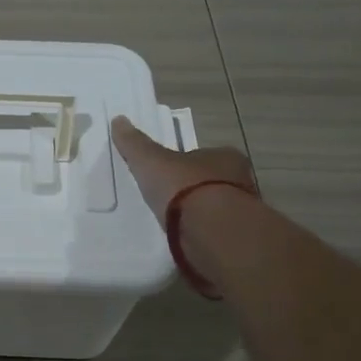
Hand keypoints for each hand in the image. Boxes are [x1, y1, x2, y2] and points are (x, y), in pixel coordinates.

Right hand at [110, 115, 258, 228]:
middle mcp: (241, 181)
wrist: (211, 231)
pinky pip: (215, 233)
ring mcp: (242, 212)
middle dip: (193, 190)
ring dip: (199, 215)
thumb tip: (119, 120)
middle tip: (168, 200)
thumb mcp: (151, 161)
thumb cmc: (184, 187)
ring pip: (217, 209)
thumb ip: (135, 144)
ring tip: (173, 223)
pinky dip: (201, 235)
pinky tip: (184, 240)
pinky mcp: (237, 239)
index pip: (202, 156)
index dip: (184, 163)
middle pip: (212, 182)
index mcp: (225, 156)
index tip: (167, 174)